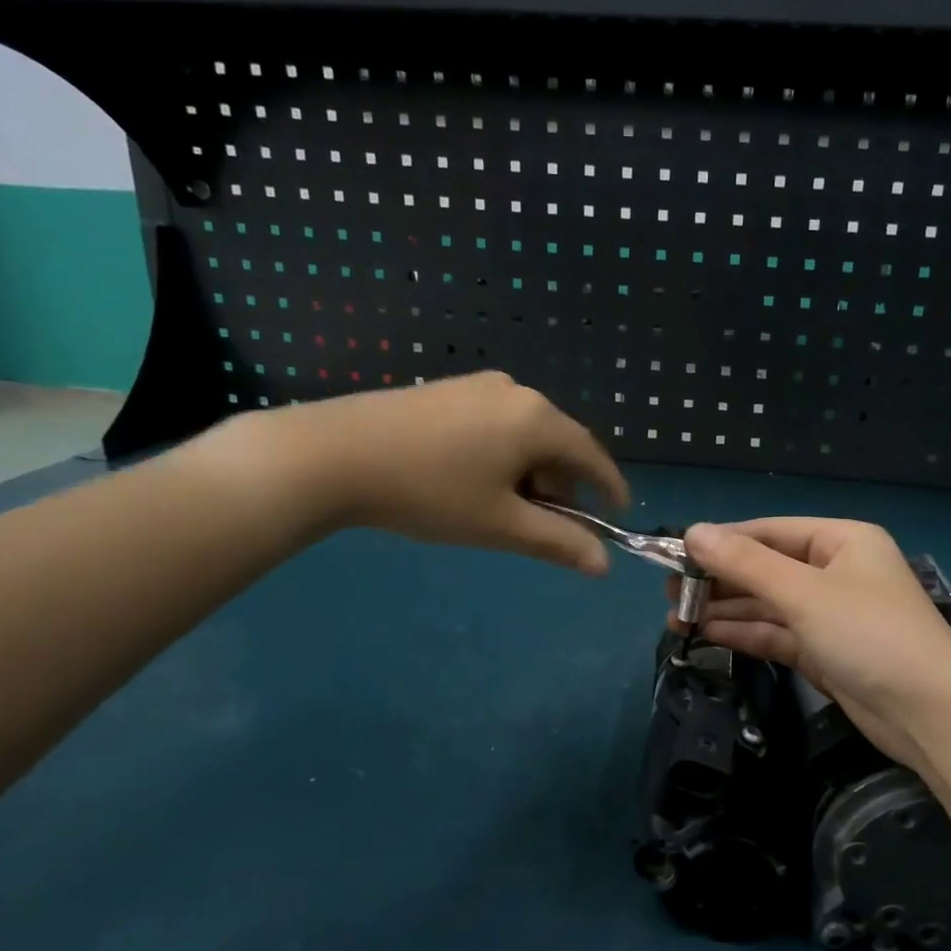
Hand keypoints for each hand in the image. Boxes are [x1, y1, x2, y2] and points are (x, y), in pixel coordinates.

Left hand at [214, 372, 629, 571]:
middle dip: (561, 486)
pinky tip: (470, 480)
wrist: (333, 454)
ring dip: (529, 473)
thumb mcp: (500, 524)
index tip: (618, 515)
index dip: (609, 488)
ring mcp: (478, 386)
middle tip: (543, 525)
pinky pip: (496, 424)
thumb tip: (603, 564)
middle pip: (559, 444)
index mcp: (538, 419)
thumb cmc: (430, 492)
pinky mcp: (448, 390)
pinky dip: (502, 455)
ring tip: (500, 508)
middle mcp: (516, 392)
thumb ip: (558, 542)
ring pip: (525, 434)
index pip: (592, 455)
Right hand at [668, 518, 950, 777]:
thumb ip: (746, 563)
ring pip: (767, 604)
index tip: (675, 553)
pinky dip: (744, 633)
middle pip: (766, 568)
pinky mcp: (824, 651)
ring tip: (676, 617)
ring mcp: (830, 613)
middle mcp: (834, 571)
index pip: (769, 532)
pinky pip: (776, 633)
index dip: (721, 541)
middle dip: (719, 579)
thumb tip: (692, 532)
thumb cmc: (869, 635)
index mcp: (840, 541)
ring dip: (725, 609)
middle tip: (669, 592)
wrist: (931, 715)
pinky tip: (705, 634)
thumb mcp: (803, 593)